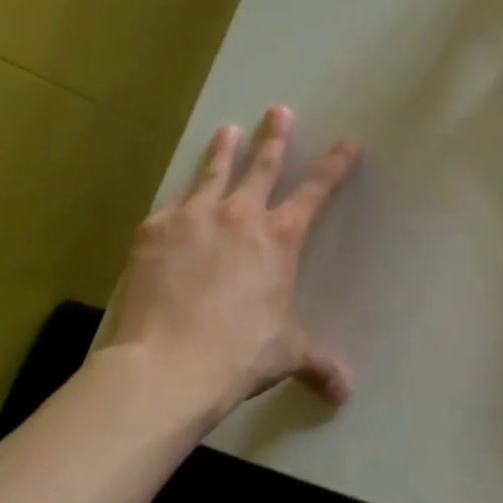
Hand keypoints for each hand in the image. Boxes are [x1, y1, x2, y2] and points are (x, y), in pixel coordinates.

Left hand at [108, 106, 360, 423]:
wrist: (169, 364)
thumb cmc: (241, 353)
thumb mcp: (287, 355)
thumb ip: (318, 365)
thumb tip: (345, 392)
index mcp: (280, 238)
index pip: (316, 191)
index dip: (335, 165)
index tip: (348, 143)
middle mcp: (240, 216)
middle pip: (261, 165)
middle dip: (274, 136)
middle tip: (278, 111)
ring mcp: (193, 218)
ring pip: (213, 172)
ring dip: (223, 150)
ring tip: (227, 130)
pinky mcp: (154, 231)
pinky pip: (171, 206)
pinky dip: (180, 200)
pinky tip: (177, 200)